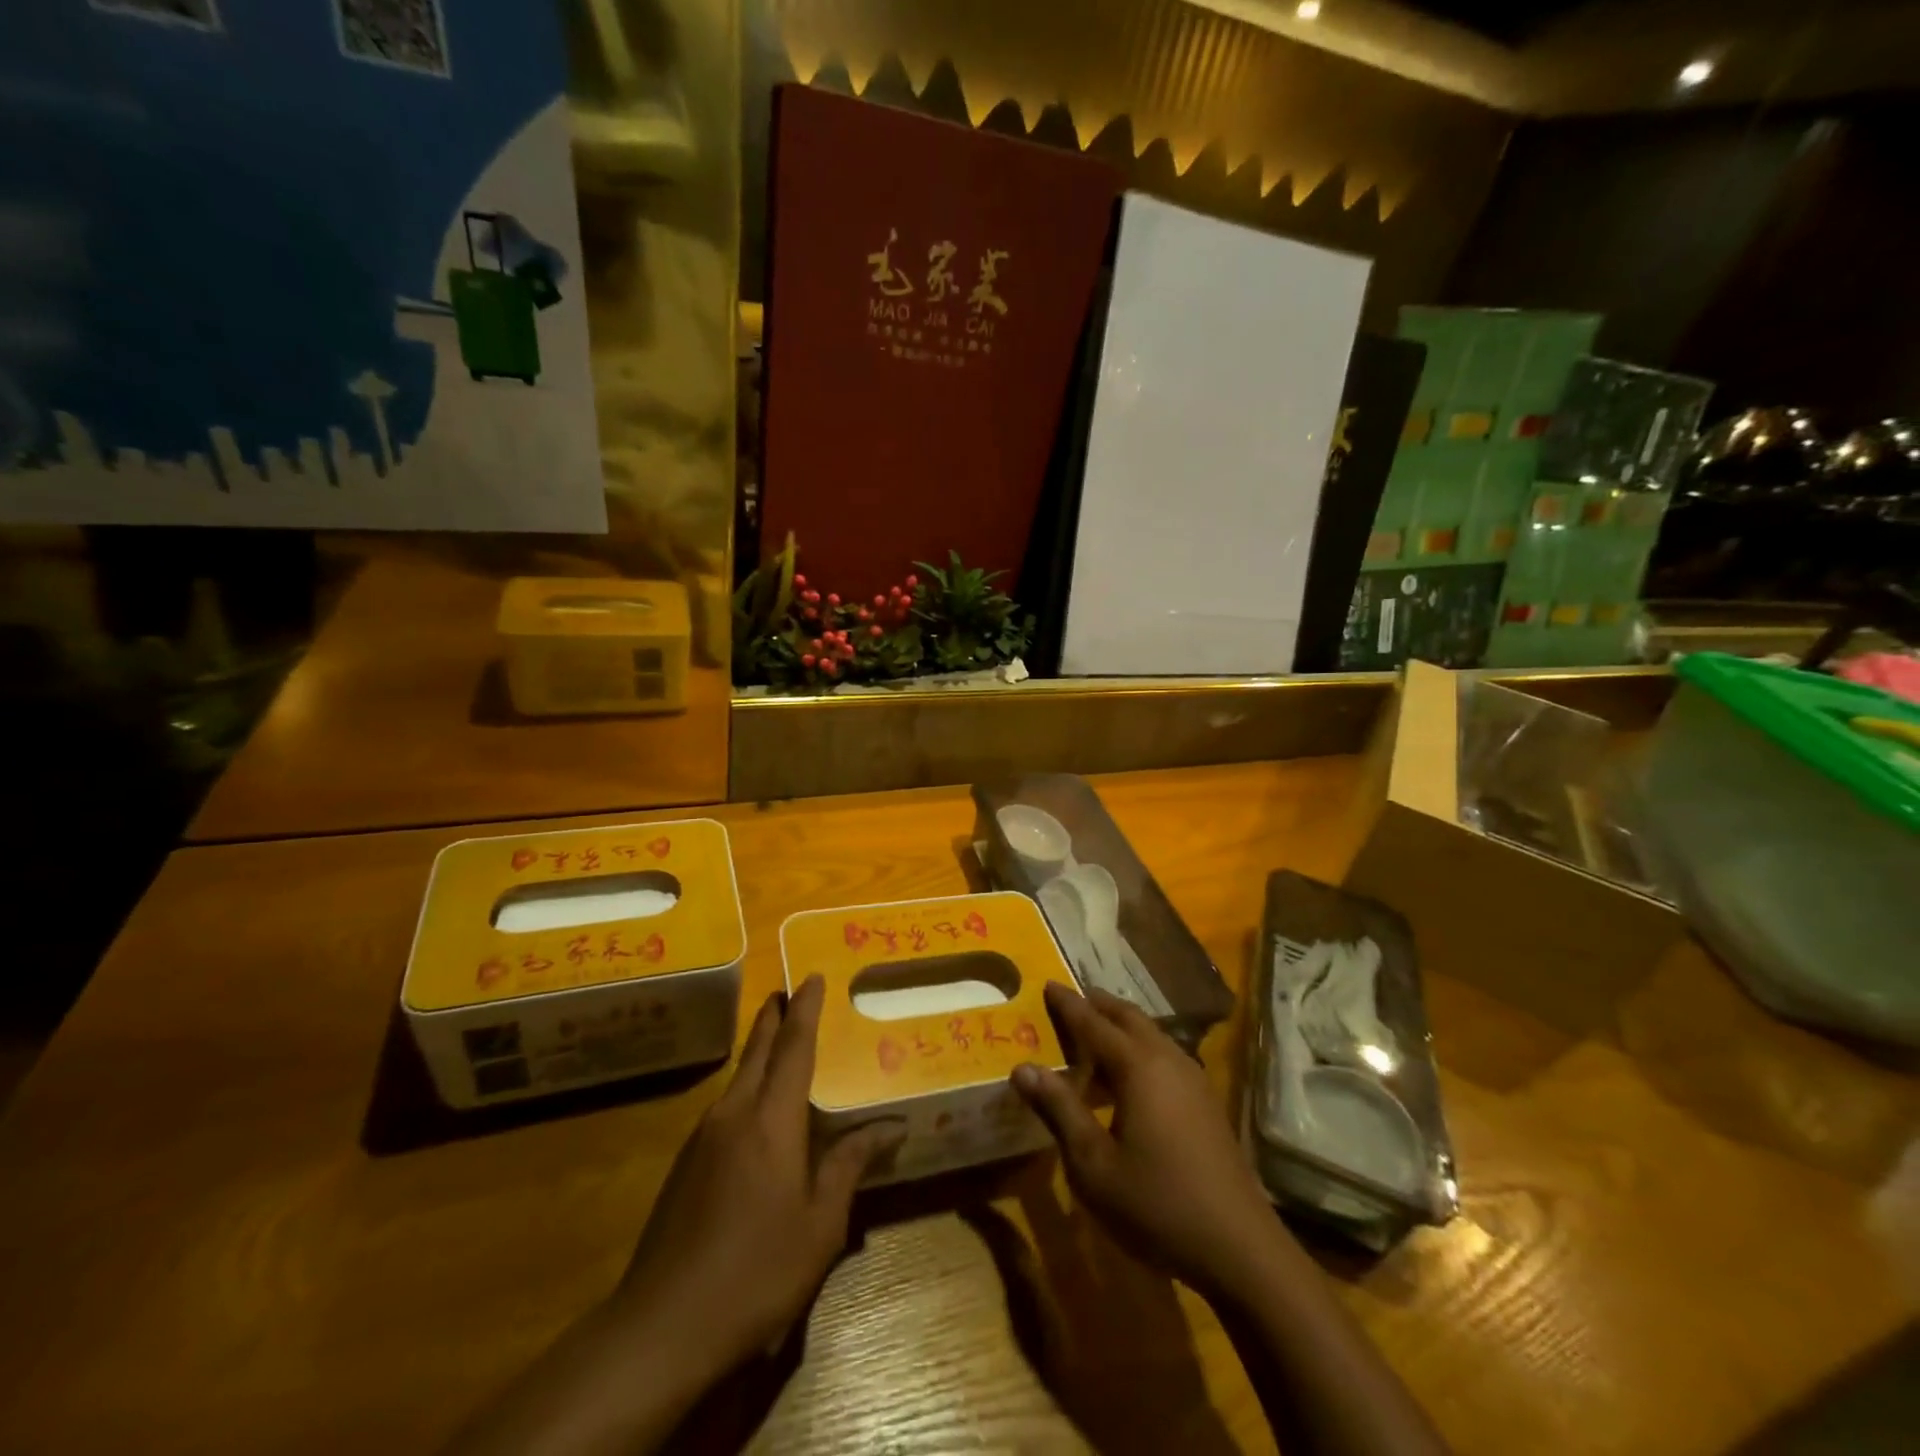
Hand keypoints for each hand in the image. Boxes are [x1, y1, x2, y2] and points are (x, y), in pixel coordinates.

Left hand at [612, 976, 903, 1371]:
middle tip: (787, 989)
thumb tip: (890, 1127)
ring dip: (759, 1050)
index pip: (793, 1048)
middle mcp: (734, 1114)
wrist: (663, 1324)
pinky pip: (725, 1106)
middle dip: (773, 1017)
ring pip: (738, 1076)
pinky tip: (758, 1112)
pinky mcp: (686, 1163)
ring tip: (779, 1041)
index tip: (810, 976)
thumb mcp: (820, 1225)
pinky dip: (747, 1087)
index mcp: (772, 1120)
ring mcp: (703, 1137)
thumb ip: (850, 1166)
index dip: (804, 1009)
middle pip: (757, 1050)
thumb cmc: (757, 1271)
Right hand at [1012, 982, 1286, 1298]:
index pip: (1093, 1022)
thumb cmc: (1156, 1203)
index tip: (1047, 984)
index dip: (1068, 1004)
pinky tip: (1130, 1078)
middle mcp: (1167, 1059)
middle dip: (1098, 1005)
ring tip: (1095, 1034)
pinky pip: (1165, 1055)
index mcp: (1137, 1066)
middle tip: (1071, 1000)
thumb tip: (1023, 1068)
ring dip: (1121, 1027)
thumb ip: (1059, 1109)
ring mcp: (1193, 1079)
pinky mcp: (1206, 1102)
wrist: (1239, 1247)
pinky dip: (1140, 1049)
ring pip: (1151, 1035)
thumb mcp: (1093, 1163)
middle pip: (1128, 1018)